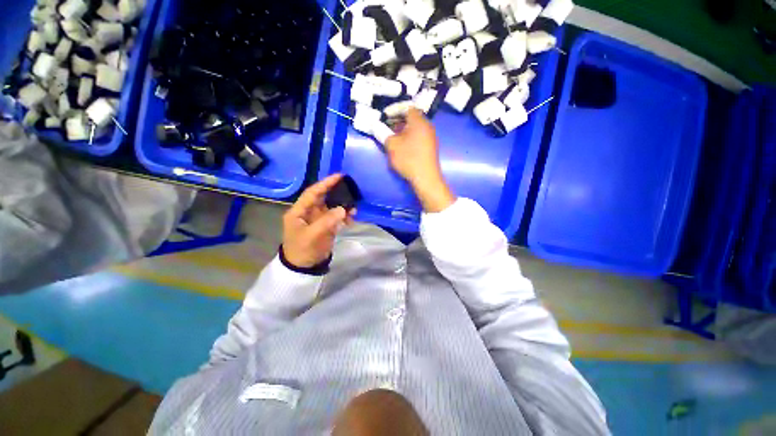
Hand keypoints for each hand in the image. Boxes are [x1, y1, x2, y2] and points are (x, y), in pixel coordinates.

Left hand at [281, 174, 354, 267]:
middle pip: (323, 198)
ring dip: (343, 207)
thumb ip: (327, 221)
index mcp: (299, 211)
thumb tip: (343, 209)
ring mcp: (318, 219)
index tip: (339, 176)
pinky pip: (336, 217)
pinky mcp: (325, 226)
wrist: (304, 268)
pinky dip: (344, 216)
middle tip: (351, 190)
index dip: (325, 183)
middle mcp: (308, 212)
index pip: (312, 193)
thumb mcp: (313, 235)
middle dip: (337, 194)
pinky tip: (351, 219)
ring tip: (354, 209)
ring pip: (332, 207)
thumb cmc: (303, 250)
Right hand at [384, 109, 454, 211]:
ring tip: (392, 137)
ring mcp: (430, 137)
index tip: (384, 116)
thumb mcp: (392, 145)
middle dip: (397, 121)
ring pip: (415, 128)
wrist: (426, 178)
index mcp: (419, 121)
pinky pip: (418, 136)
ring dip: (403, 130)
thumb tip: (376, 126)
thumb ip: (383, 133)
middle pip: (411, 117)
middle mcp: (427, 126)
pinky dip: (409, 137)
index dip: (394, 110)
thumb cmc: (408, 159)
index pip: (407, 107)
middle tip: (386, 127)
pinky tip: (402, 146)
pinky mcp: (430, 147)